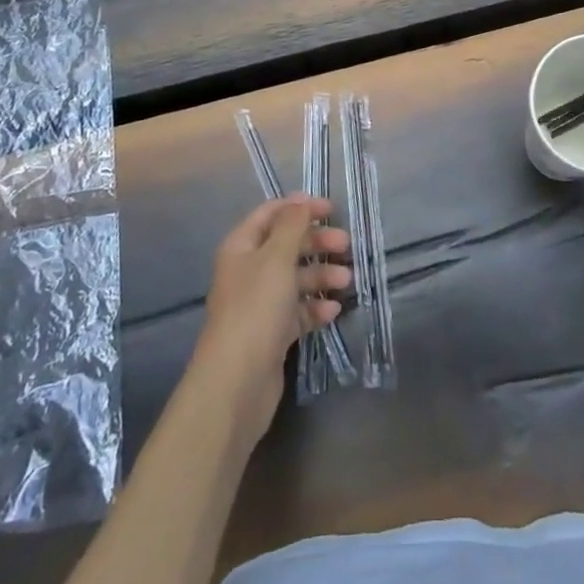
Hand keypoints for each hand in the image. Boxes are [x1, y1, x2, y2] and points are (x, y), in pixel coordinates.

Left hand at [192, 196, 350, 434]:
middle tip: (346, 246)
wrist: (236, 383)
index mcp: (242, 248)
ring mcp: (260, 304)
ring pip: (295, 279)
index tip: (332, 209)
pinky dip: (316, 308)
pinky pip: (298, 311)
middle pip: (287, 246)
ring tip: (347, 283)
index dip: (300, 208)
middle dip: (317, 243)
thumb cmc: (256, 309)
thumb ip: (291, 226)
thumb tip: (300, 201)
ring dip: (321, 276)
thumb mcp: (276, 259)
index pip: (271, 214)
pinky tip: (333, 312)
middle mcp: (248, 272)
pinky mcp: (271, 333)